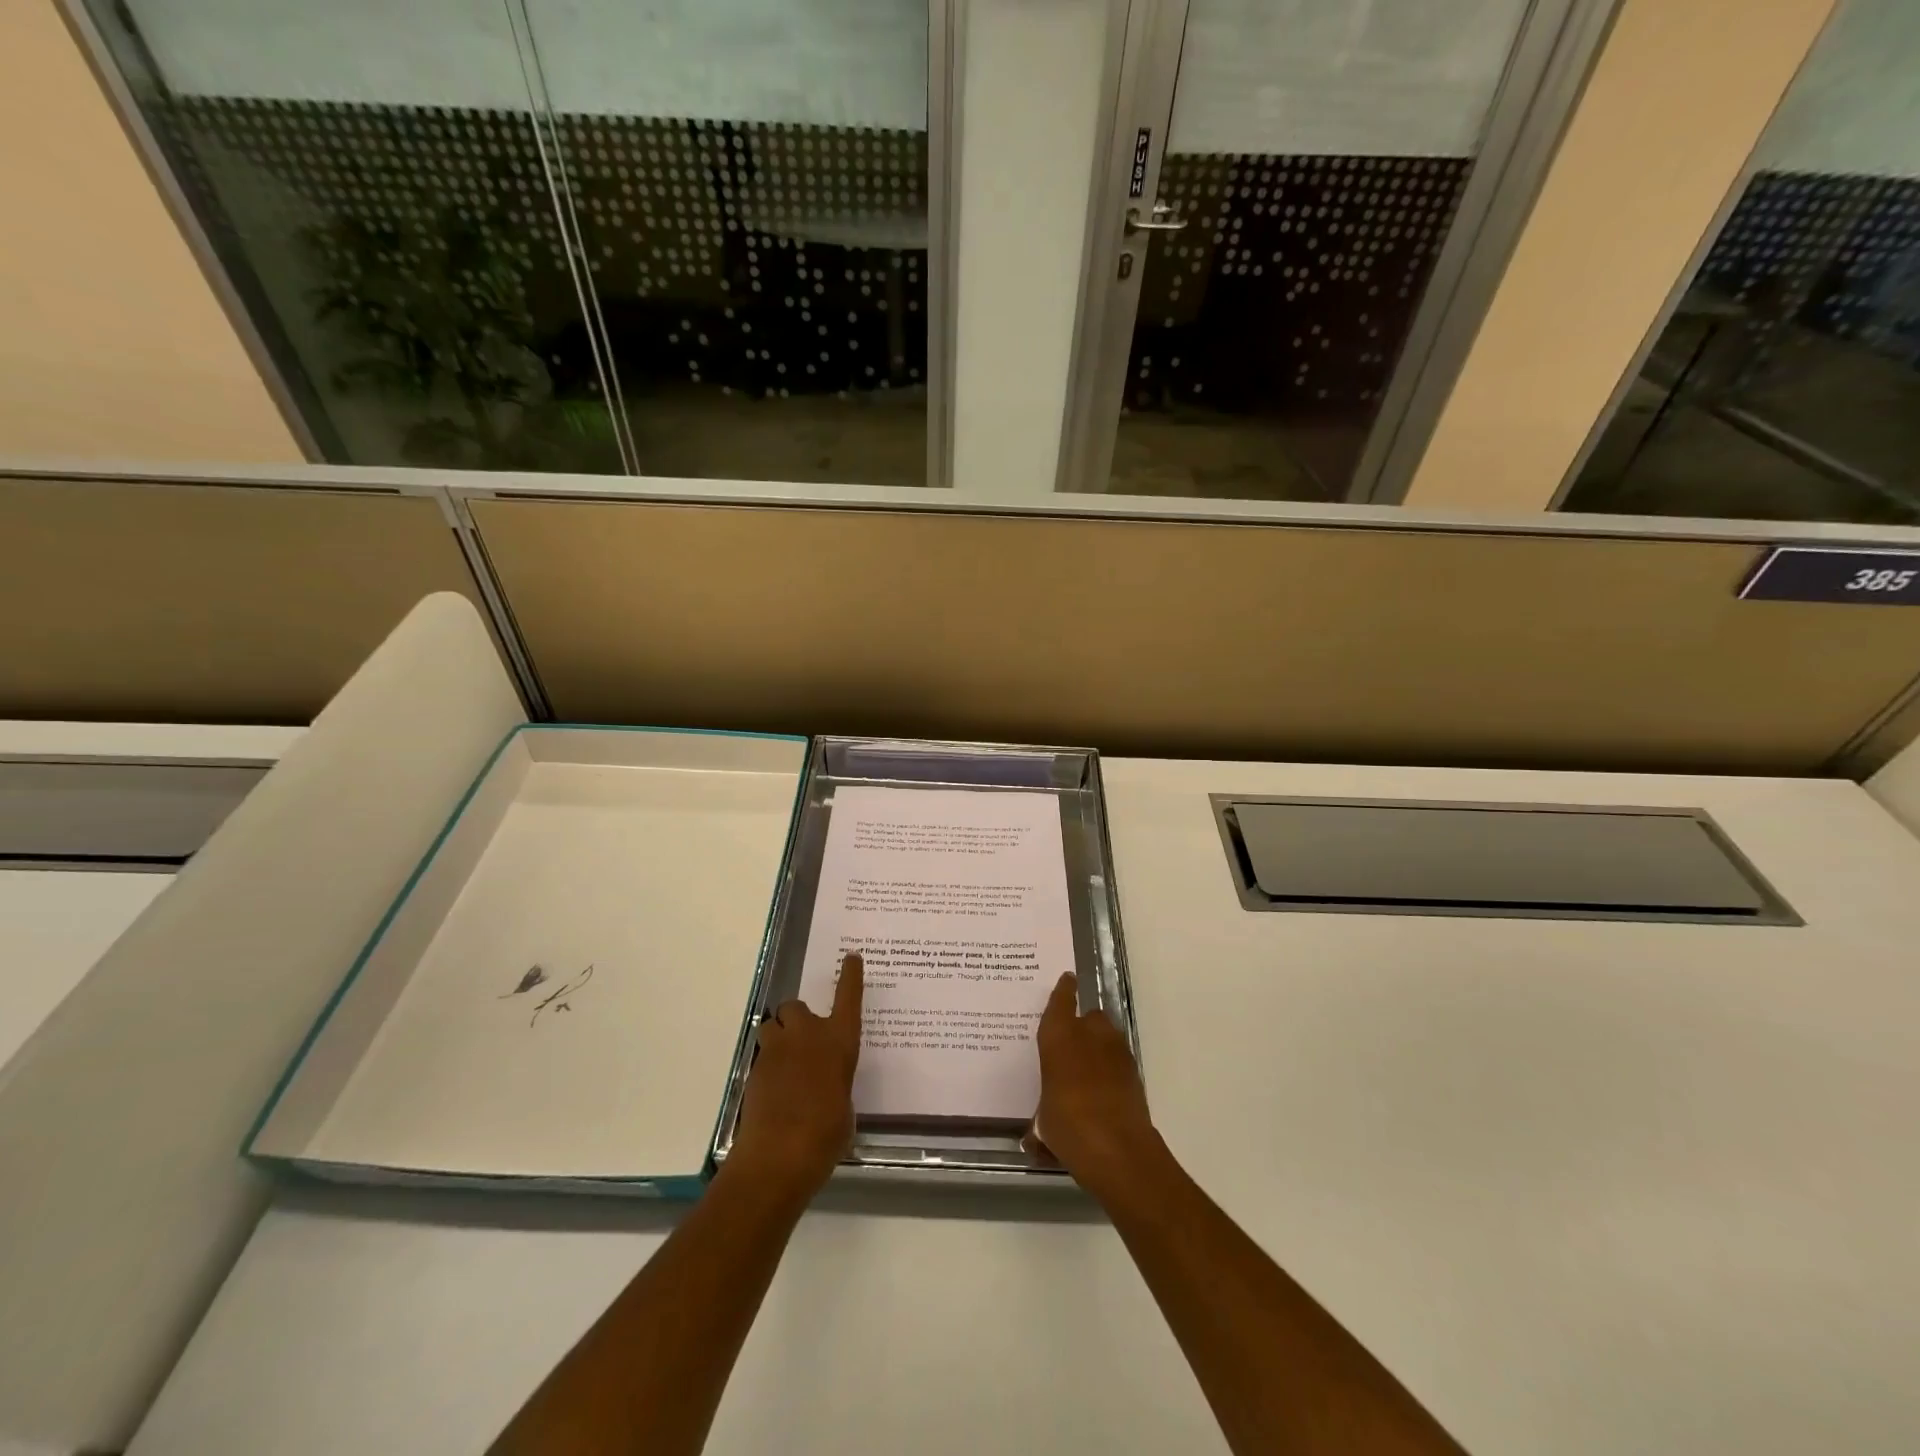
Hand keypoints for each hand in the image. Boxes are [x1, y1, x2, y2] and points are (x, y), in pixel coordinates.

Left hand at [728, 953, 863, 1203]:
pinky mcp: (754, 1070)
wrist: (778, 1156)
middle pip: (795, 1007)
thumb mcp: (845, 1109)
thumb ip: (837, 1087)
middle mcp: (808, 1036)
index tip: (850, 957)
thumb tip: (828, 1089)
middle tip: (804, 1042)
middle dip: (797, 1019)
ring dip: (778, 1037)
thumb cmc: (826, 1135)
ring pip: (772, 1025)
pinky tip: (775, 1090)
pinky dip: (768, 1065)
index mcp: (839, 1042)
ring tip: (785, 1062)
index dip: (850, 976)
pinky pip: (762, 1055)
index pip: (848, 998)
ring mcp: (777, 1050)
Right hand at [1027, 971, 1160, 1203]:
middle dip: (1083, 1026)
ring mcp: (1116, 1052)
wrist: (1118, 1149)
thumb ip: (1038, 1123)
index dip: (1063, 990)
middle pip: (1089, 1017)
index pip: (1060, 1002)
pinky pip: (1118, 1060)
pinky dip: (1111, 1068)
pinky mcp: (1134, 1072)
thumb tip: (1033, 1140)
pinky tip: (1103, 1090)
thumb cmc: (1068, 1127)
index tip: (1068, 978)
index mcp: (1059, 1037)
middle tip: (1071, 1046)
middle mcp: (1089, 1035)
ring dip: (1099, 1046)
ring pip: (1107, 1036)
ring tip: (1088, 1071)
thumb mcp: (1043, 1124)